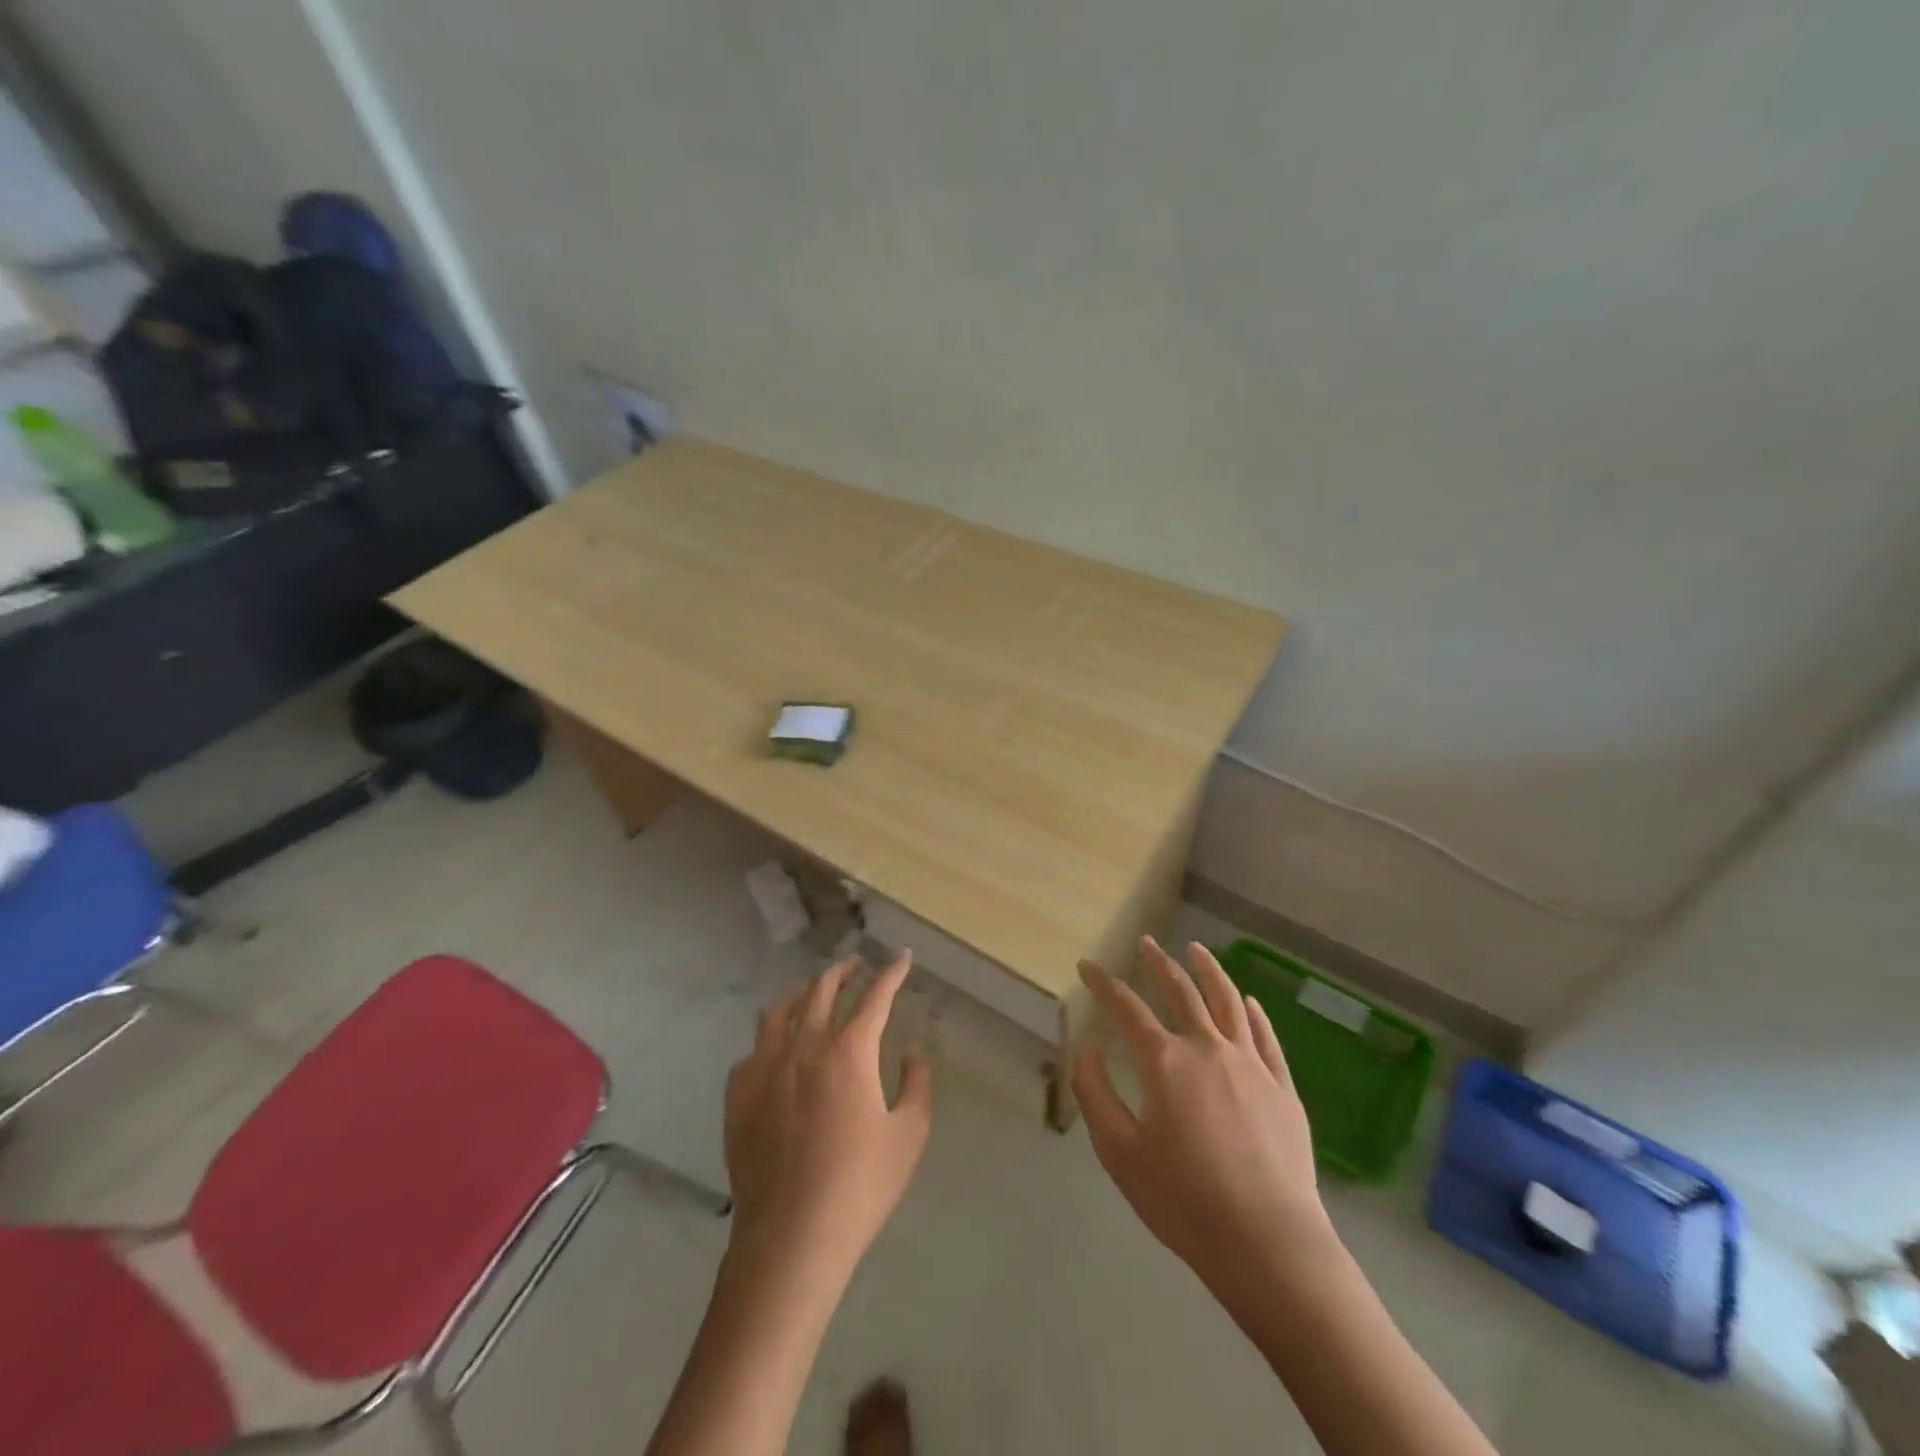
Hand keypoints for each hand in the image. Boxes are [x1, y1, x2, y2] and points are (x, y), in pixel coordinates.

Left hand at [724, 953, 932, 1278]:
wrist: (791, 1240)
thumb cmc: (860, 1188)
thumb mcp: (909, 1136)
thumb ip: (916, 1085)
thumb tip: (912, 1054)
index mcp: (849, 1053)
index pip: (875, 998)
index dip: (892, 973)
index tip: (903, 957)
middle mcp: (804, 1048)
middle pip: (822, 991)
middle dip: (843, 970)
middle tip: (857, 964)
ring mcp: (765, 1071)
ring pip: (779, 1011)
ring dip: (801, 993)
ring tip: (812, 991)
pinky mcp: (738, 1098)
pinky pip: (751, 1052)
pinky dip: (769, 1040)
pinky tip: (775, 1051)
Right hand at [1072, 938, 1334, 1291]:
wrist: (1268, 1244)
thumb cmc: (1184, 1201)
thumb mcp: (1119, 1152)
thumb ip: (1095, 1093)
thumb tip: (1086, 1047)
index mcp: (1164, 1061)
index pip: (1126, 1007)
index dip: (1102, 983)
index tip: (1087, 966)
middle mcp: (1207, 1048)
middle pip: (1180, 991)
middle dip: (1158, 963)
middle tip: (1146, 943)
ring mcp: (1250, 1064)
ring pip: (1228, 1001)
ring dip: (1209, 970)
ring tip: (1197, 949)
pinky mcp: (1282, 1087)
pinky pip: (1266, 1037)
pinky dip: (1254, 1012)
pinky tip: (1248, 1001)